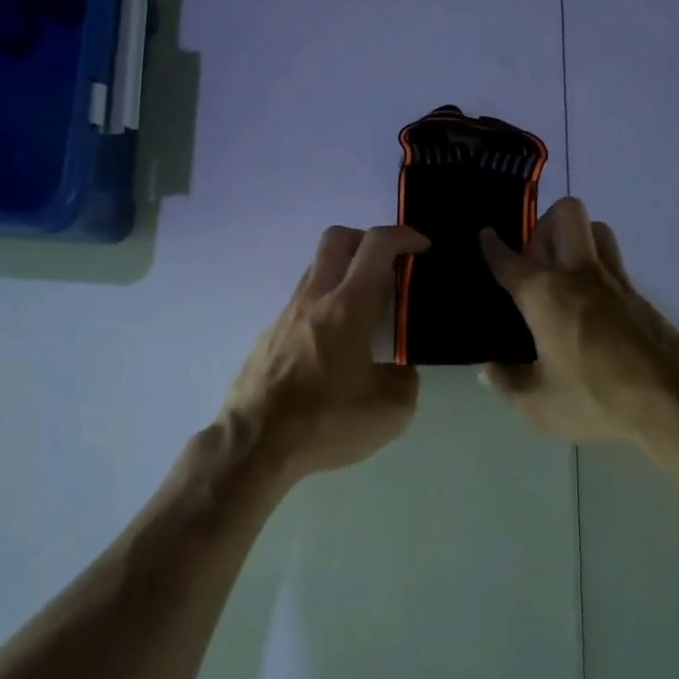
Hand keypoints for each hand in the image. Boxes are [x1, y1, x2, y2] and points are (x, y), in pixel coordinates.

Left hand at [223, 225, 429, 481]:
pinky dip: (324, 308)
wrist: (255, 443)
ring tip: (366, 314)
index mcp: (348, 306)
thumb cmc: (326, 421)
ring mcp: (285, 315)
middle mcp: (314, 299)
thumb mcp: (391, 411)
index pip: (377, 245)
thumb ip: (405, 380)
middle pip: (336, 239)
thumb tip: (400, 370)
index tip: (423, 249)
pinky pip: (302, 305)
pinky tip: (334, 349)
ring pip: (316, 271)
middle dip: (368, 240)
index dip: (405, 235)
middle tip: (390, 267)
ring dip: (344, 275)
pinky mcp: (268, 337)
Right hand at [479, 198, 678, 459]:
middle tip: (533, 262)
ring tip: (561, 276)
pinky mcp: (642, 300)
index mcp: (546, 294)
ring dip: (576, 240)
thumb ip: (508, 383)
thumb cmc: (597, 399)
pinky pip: (614, 265)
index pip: (509, 259)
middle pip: (566, 214)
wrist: (677, 405)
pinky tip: (589, 310)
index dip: (492, 246)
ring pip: (598, 230)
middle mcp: (580, 275)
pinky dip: (596, 272)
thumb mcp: (538, 404)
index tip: (486, 235)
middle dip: (544, 225)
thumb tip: (490, 371)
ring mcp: (617, 283)